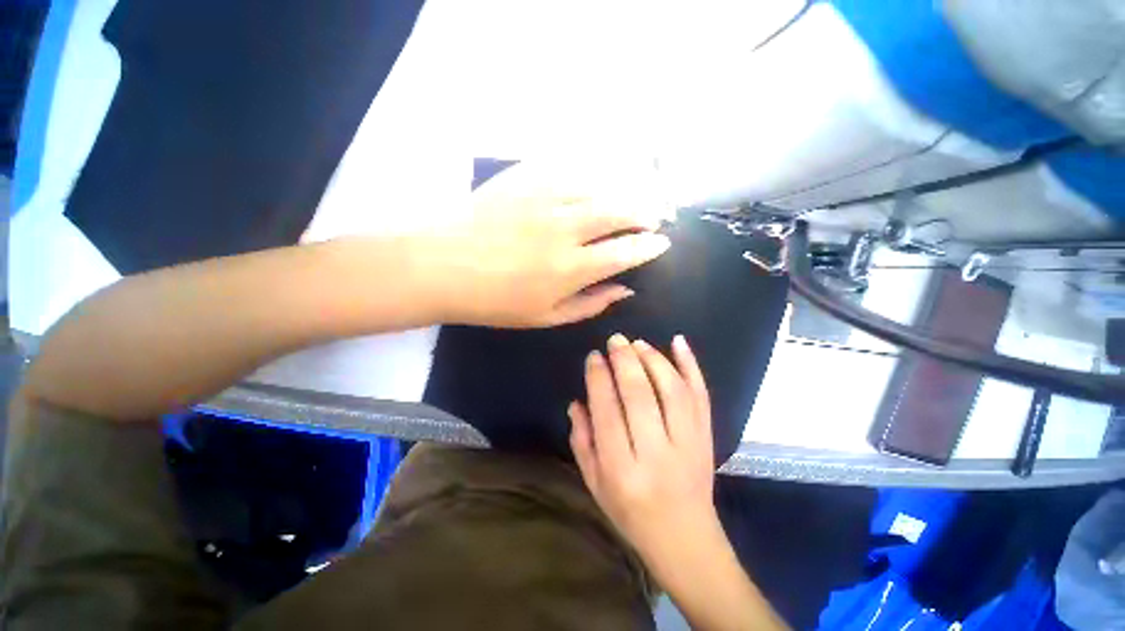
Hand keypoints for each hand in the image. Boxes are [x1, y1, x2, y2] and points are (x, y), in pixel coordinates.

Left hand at [427, 163, 671, 327]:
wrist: (441, 267)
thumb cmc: (494, 302)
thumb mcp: (545, 318)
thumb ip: (590, 304)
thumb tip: (624, 289)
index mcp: (570, 269)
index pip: (625, 252)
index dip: (649, 247)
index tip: (662, 243)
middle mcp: (565, 229)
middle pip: (620, 212)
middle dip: (645, 213)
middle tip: (654, 217)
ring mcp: (544, 198)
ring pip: (600, 186)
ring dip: (625, 192)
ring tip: (634, 197)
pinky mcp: (525, 178)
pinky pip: (569, 168)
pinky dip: (592, 174)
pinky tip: (597, 180)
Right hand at [568, 333, 717, 561]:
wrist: (685, 539)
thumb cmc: (630, 513)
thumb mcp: (594, 484)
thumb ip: (582, 441)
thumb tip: (577, 401)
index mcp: (622, 470)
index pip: (607, 412)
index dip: (599, 379)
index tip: (594, 356)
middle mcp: (657, 454)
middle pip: (640, 396)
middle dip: (625, 361)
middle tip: (615, 340)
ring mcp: (689, 444)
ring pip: (673, 391)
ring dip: (654, 360)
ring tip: (637, 343)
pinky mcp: (708, 438)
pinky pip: (701, 396)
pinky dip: (691, 366)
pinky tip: (679, 341)